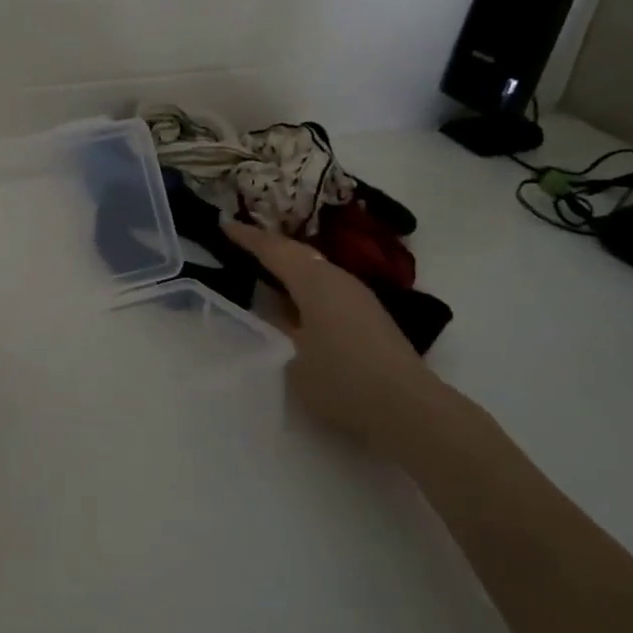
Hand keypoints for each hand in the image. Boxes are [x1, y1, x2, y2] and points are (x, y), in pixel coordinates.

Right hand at [223, 219, 444, 456]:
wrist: (409, 409)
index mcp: (314, 280)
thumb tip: (273, 310)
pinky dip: (306, 286)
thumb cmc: (342, 379)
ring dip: (290, 267)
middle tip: (242, 243)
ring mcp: (359, 296)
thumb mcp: (292, 356)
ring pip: (316, 270)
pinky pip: (328, 287)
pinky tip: (298, 302)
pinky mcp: (370, 316)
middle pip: (297, 254)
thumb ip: (278, 326)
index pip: (274, 249)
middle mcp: (338, 278)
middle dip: (269, 247)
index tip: (224, 224)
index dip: (247, 237)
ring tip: (265, 271)